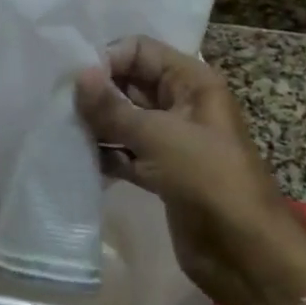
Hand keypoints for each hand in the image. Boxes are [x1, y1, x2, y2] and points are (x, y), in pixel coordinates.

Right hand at [75, 37, 305, 304]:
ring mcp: (171, 140)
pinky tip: (75, 158)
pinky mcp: (161, 173)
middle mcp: (181, 104)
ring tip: (61, 129)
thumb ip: (113, 107)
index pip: (140, 50)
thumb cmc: (209, 179)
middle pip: (130, 83)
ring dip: (97, 124)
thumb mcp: (159, 136)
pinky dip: (105, 154)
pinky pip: (125, 152)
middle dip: (97, 92)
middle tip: (58, 103)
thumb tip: (78, 74)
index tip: (74, 80)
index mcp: (192, 82)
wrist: (246, 254)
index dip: (107, 59)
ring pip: (125, 119)